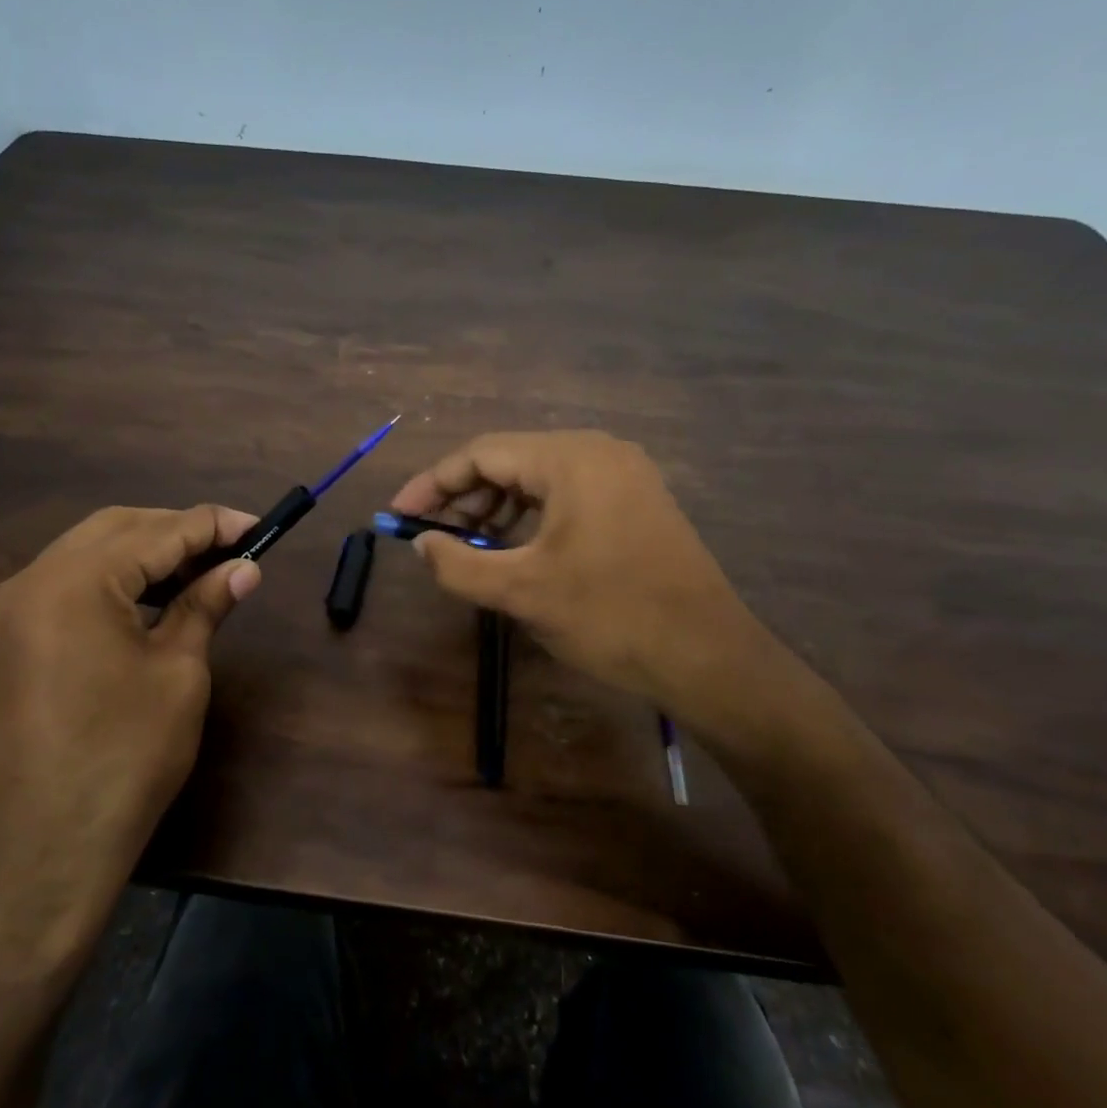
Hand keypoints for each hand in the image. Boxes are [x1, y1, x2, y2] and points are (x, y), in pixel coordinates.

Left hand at [0, 505, 260, 957]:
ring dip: (147, 551)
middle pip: (117, 528)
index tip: (259, 526)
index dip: (213, 525)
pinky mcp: (13, 636)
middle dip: (178, 531)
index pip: (157, 533)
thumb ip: (206, 605)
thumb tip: (244, 567)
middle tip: (232, 548)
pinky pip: (70, 582)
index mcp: (74, 583)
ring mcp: (14, 608)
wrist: (50, 844)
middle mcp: (33, 579)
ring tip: (202, 568)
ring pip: (90, 550)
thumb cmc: (127, 756)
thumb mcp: (179, 672)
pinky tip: (155, 594)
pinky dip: (116, 577)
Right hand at [390, 431, 805, 749]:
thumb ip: (460, 563)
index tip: (398, 514)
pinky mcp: (637, 502)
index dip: (433, 483)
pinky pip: (568, 495)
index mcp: (571, 459)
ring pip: (539, 478)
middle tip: (431, 534)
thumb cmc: (610, 616)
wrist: (707, 656)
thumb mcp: (522, 592)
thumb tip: (422, 544)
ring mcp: (624, 475)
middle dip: (464, 496)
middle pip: (511, 460)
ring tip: (467, 543)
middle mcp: (599, 452)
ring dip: (496, 506)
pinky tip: (514, 546)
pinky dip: (531, 516)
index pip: (482, 454)